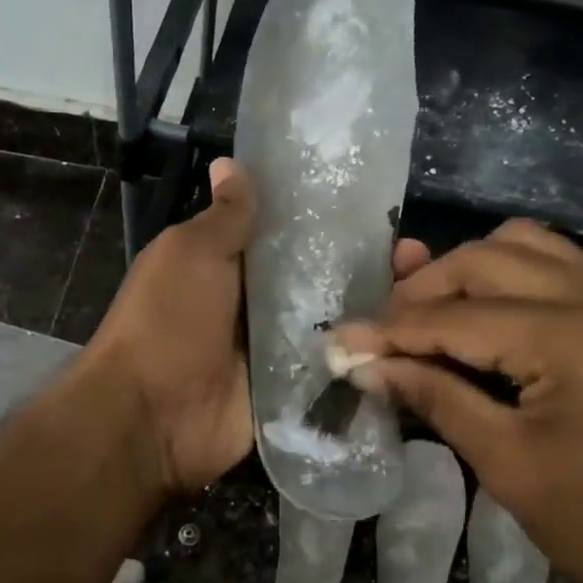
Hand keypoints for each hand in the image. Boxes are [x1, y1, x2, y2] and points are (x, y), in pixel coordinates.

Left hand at [86, 159, 430, 496]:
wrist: (151, 417)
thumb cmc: (167, 320)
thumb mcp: (192, 254)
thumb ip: (225, 217)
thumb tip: (230, 164)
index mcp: (233, 265)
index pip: (293, 234)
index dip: (333, 220)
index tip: (383, 208)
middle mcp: (259, 304)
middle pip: (323, 279)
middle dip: (370, 266)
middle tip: (422, 257)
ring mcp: (279, 351)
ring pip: (336, 324)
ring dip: (378, 311)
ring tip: (431, 296)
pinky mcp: (294, 392)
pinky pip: (335, 371)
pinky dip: (368, 359)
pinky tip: (417, 344)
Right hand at [331, 220, 582, 582]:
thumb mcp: (507, 463)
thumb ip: (434, 398)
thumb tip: (366, 367)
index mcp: (573, 335)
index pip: (457, 316)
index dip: (390, 330)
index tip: (338, 340)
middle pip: (488, 260)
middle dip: (424, 289)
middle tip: (381, 331)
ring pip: (527, 248)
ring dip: (468, 272)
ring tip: (427, 312)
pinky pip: (560, 271)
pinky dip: (511, 280)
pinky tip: (485, 316)